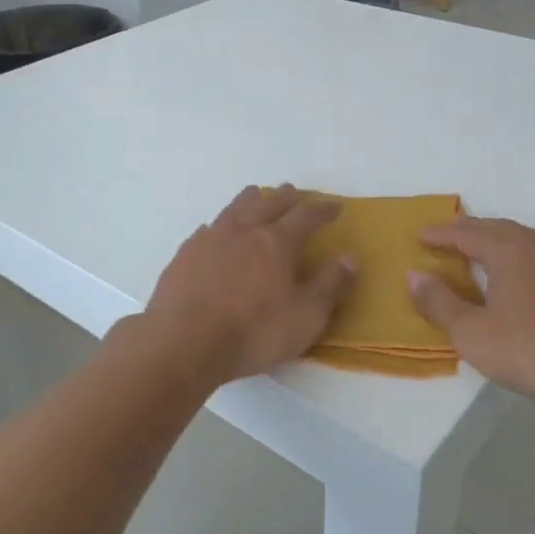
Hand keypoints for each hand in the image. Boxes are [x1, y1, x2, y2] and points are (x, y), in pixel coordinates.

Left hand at [145, 185, 355, 385]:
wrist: (184, 341)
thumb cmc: (253, 332)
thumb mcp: (306, 316)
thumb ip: (330, 285)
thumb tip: (350, 257)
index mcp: (277, 243)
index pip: (306, 217)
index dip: (323, 210)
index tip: (335, 206)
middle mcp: (244, 231)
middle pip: (268, 204)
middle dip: (285, 197)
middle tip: (293, 191)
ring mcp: (210, 239)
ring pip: (234, 208)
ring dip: (250, 199)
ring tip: (256, 194)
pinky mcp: (185, 254)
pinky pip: (206, 230)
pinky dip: (218, 225)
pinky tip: (214, 230)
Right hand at [405, 217, 534, 411]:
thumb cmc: (531, 351)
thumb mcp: (472, 334)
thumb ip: (439, 303)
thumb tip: (413, 275)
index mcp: (506, 251)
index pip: (464, 233)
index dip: (439, 234)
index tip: (419, 236)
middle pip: (496, 227)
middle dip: (469, 230)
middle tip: (448, 236)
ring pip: (528, 236)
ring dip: (503, 236)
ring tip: (490, 243)